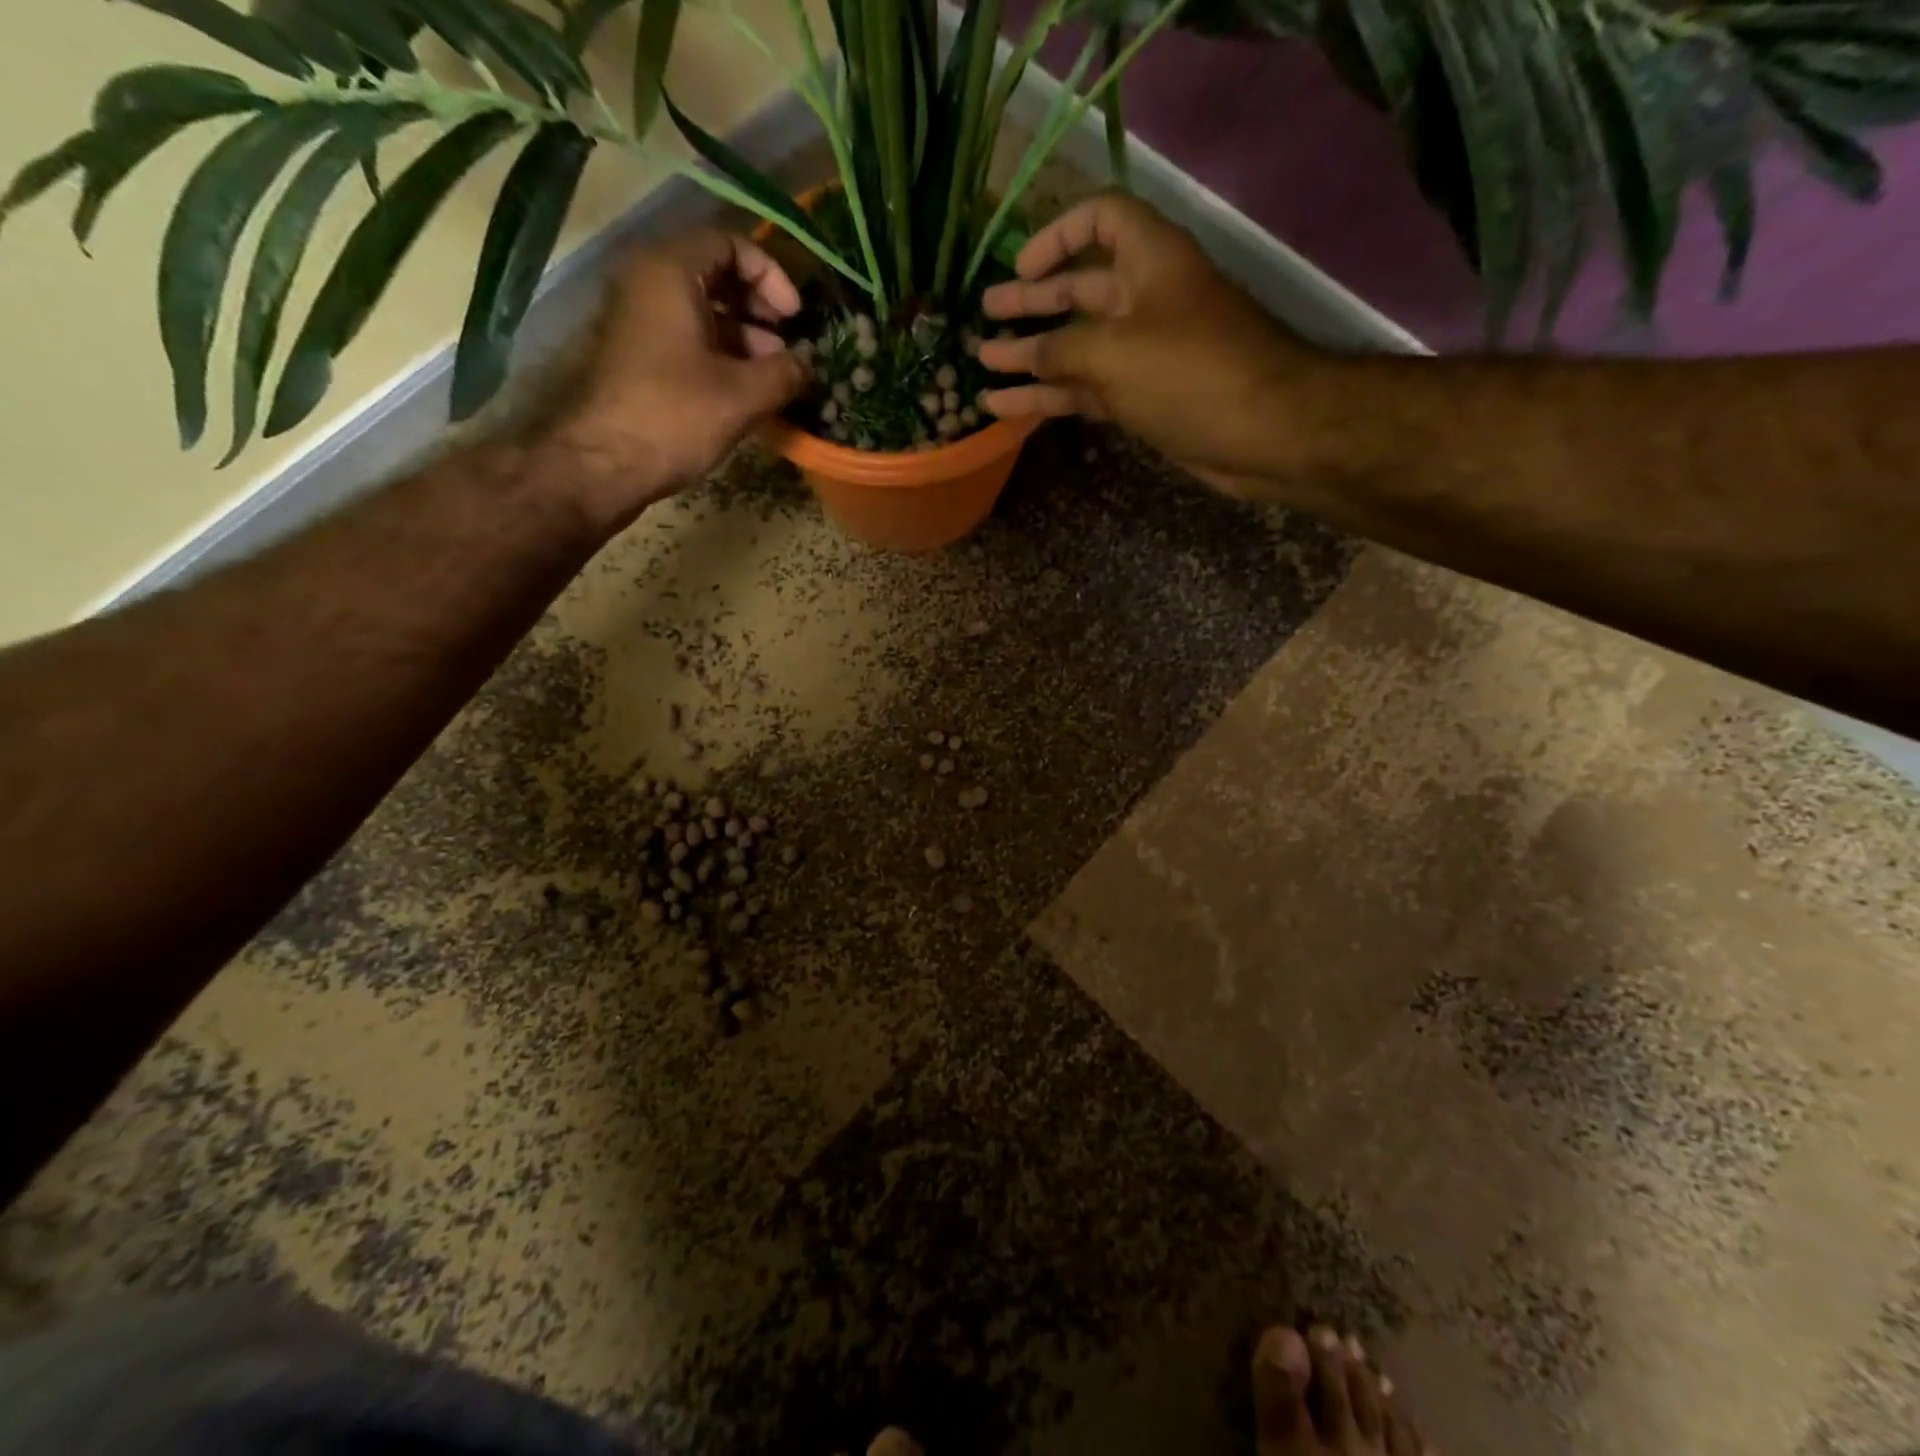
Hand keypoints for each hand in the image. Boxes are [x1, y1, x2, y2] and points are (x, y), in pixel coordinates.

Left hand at [542, 230, 809, 530]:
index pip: (730, 243)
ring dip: (745, 338)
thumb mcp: (742, 395)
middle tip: (789, 348)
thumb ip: (785, 372)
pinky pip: (688, 339)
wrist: (602, 464)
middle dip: (760, 309)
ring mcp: (640, 321)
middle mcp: (649, 283)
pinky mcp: (638, 357)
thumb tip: (810, 364)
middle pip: (716, 275)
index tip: (796, 318)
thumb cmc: (674, 417)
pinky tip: (747, 392)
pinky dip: (722, 356)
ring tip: (774, 377)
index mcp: (670, 272)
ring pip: (703, 311)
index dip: (772, 276)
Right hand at [978, 194, 1316, 491]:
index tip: (1020, 267)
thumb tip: (1021, 358)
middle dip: (1031, 302)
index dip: (1056, 236)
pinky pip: (1086, 389)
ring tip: (983, 364)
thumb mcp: (1115, 353)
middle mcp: (1144, 298)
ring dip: (1031, 355)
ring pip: (1077, 346)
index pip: (1099, 219)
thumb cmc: (1191, 372)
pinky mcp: (1141, 397)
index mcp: (1148, 259)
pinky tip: (1008, 407)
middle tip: (985, 315)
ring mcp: (1142, 352)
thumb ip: (1060, 351)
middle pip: (1079, 288)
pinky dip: (1050, 396)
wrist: (1262, 431)